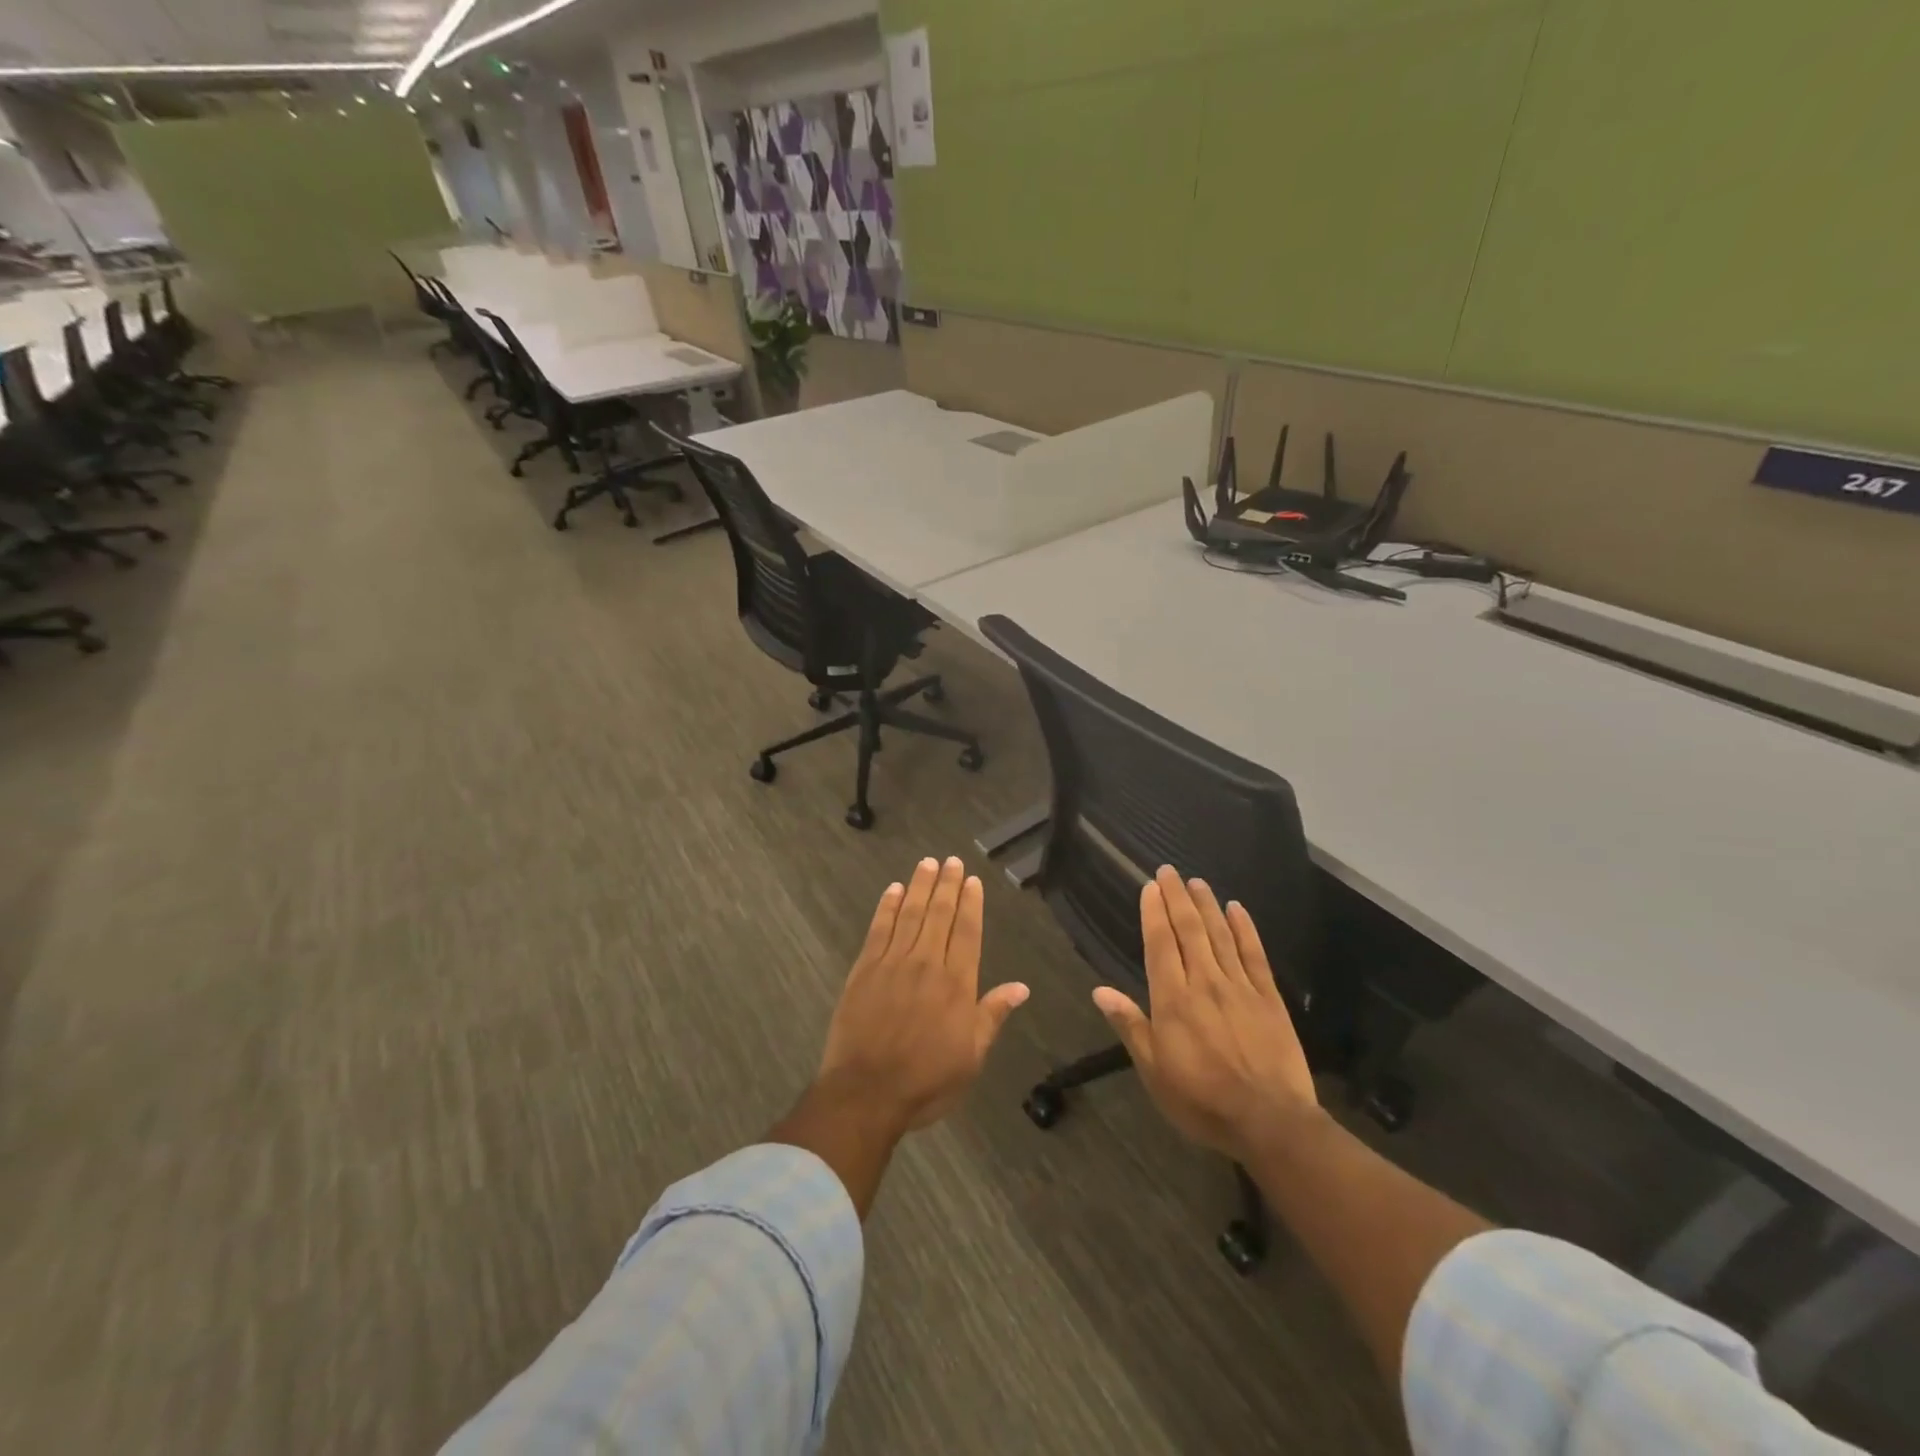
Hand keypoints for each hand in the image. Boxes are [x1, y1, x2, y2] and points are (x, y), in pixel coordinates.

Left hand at [815, 856, 1029, 1134]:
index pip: (967, 932)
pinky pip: (878, 929)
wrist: (866, 1093)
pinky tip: (892, 890)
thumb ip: (992, 1016)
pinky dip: (886, 907)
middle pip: (939, 915)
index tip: (973, 880)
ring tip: (927, 863)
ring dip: (919, 886)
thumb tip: (1021, 987)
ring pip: (909, 914)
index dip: (971, 904)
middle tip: (951, 860)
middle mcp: (927, 964)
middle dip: (947, 885)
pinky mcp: (864, 970)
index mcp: (956, 984)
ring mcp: (892, 963)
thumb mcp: (971, 1057)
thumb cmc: (926, 1081)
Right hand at [1093, 865, 1317, 1161]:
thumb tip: (1100, 990)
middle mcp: (1204, 983)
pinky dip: (1245, 928)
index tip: (1150, 886)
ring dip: (1206, 905)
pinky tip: (1237, 909)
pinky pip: (1254, 954)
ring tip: (1197, 882)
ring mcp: (1239, 987)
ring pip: (1220, 935)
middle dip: (1177, 898)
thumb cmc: (1202, 1100)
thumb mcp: (1154, 1071)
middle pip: (1189, 930)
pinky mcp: (1269, 998)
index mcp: (1173, 1000)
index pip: (1160, 944)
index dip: (1154, 913)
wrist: (1269, 1121)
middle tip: (1169, 871)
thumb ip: (1130, 1025)